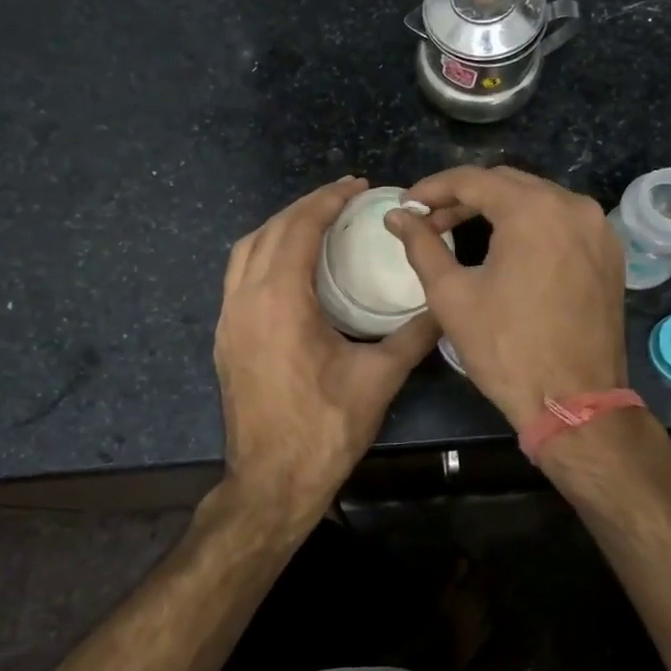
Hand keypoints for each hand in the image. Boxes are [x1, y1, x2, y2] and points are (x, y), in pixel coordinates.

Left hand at [215, 177, 439, 521]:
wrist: (270, 484)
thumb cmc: (324, 430)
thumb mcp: (379, 379)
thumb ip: (414, 334)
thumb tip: (445, 304)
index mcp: (279, 302)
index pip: (298, 228)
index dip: (327, 200)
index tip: (357, 186)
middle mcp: (244, 301)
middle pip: (268, 231)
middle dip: (305, 206)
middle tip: (343, 198)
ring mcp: (228, 320)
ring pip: (245, 251)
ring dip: (280, 227)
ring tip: (317, 222)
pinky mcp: (225, 339)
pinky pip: (239, 277)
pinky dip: (264, 255)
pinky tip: (292, 266)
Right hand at [384, 166, 626, 430]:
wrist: (575, 402)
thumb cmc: (506, 348)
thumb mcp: (452, 295)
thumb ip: (421, 245)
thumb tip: (396, 216)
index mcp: (534, 210)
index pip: (473, 179)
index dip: (433, 188)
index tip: (407, 203)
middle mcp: (573, 206)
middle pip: (508, 183)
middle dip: (464, 197)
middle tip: (430, 220)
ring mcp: (598, 229)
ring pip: (537, 200)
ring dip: (497, 209)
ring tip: (460, 231)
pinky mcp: (609, 253)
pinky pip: (562, 222)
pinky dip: (530, 225)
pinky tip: (506, 247)